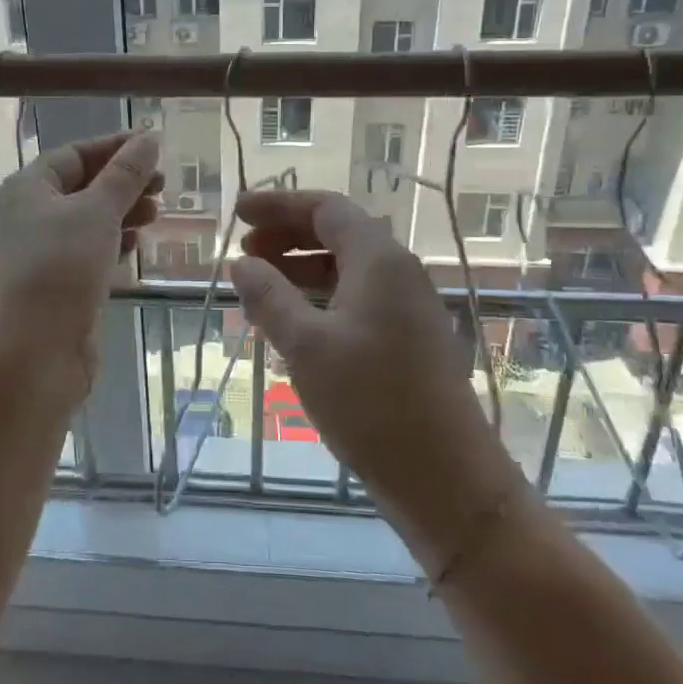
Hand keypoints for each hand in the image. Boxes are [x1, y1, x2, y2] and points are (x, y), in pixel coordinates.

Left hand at [0, 130, 162, 387]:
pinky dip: (112, 244)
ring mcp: (42, 253)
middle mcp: (29, 216)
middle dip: (123, 183)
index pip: (74, 154)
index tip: (155, 146)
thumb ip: (126, 174)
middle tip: (163, 186)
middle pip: (82, 186)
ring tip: (155, 215)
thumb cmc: (60, 268)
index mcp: (27, 188)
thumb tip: (149, 137)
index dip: (115, 147)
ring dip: (122, 213)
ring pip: (88, 221)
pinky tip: (134, 246)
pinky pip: (88, 253)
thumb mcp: (97, 211)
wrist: (32, 353)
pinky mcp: (57, 285)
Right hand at [228, 190, 524, 568]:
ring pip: (347, 270)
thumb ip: (269, 297)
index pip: (326, 209)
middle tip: (243, 252)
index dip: (278, 205)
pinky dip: (321, 300)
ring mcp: (409, 308)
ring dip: (302, 270)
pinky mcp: (411, 341)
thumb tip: (241, 263)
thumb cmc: (370, 402)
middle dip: (287, 237)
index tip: (238, 215)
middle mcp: (400, 273)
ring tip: (259, 289)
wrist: (445, 478)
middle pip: (338, 234)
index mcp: (379, 260)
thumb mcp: (306, 345)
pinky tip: (294, 325)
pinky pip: (358, 301)